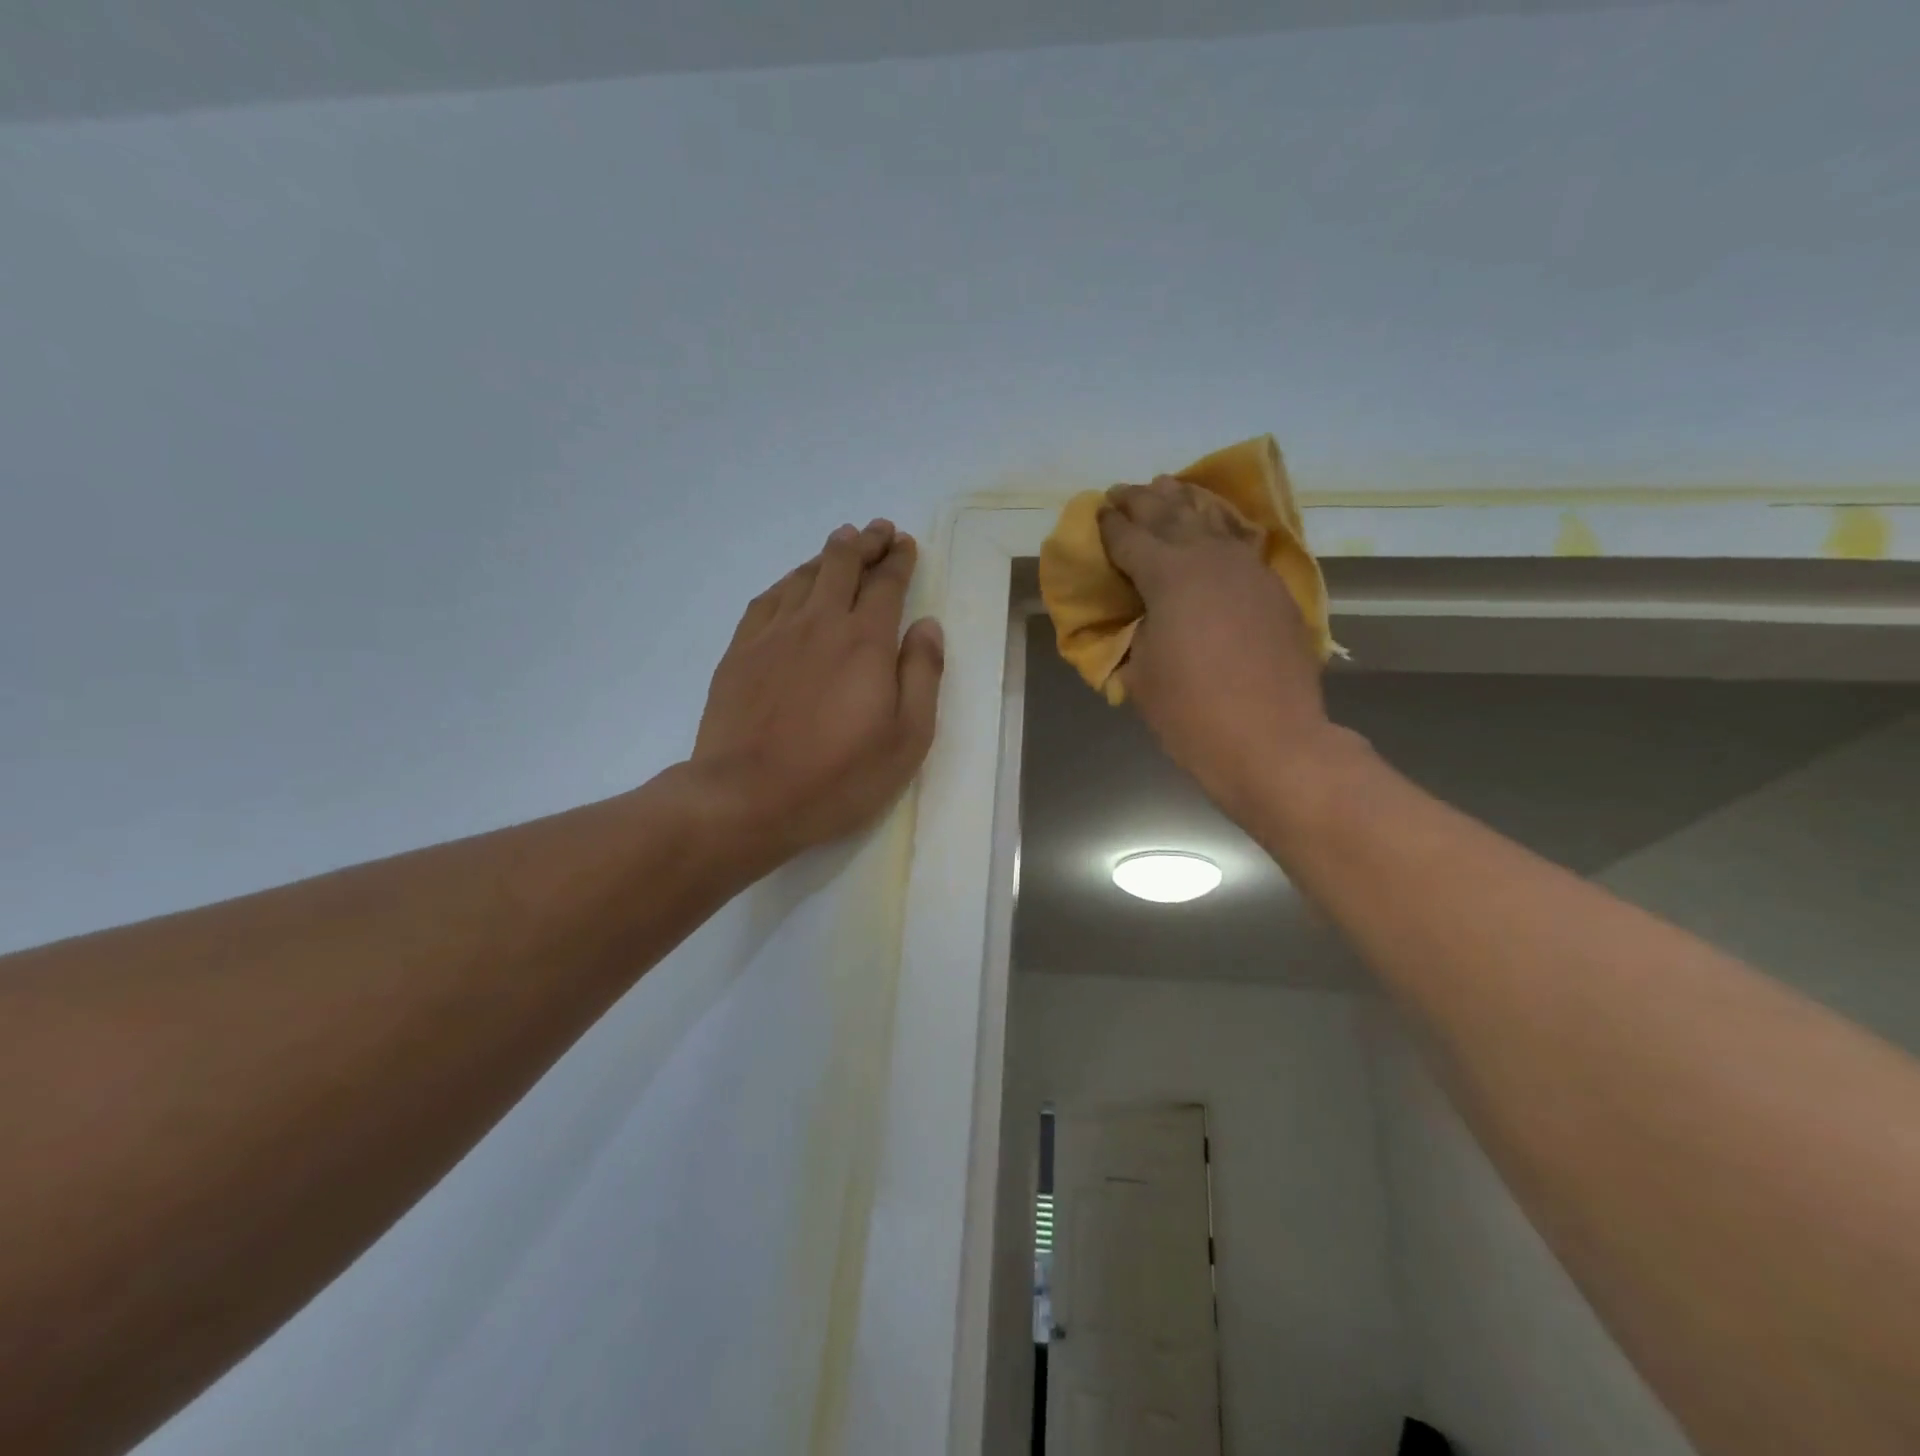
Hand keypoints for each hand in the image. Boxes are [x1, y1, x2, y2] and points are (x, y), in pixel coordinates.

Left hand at [691, 519, 943, 870]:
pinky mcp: (740, 651)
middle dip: (864, 542)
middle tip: (877, 531)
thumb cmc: (838, 775)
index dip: (898, 559)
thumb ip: (922, 674)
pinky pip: (768, 598)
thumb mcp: (907, 737)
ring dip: (827, 555)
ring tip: (840, 544)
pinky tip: (793, 584)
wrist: (746, 796)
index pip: (886, 583)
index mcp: (865, 640)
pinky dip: (788, 581)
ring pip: (803, 575)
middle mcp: (819, 622)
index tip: (905, 544)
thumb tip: (928, 625)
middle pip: (842, 563)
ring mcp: (773, 633)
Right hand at [1098, 477, 1337, 822]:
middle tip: (1121, 492)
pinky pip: (1240, 542)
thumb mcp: (1141, 673)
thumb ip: (1133, 633)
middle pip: (1170, 515)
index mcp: (1168, 576)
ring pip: (1212, 520)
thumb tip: (1136, 618)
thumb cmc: (1192, 712)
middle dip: (1141, 501)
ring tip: (1166, 486)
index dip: (1108, 526)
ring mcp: (1248, 570)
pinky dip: (1221, 526)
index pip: (1129, 539)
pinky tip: (1215, 524)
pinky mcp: (1273, 589)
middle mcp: (1209, 558)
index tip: (1096, 514)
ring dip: (1184, 501)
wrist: (1272, 741)